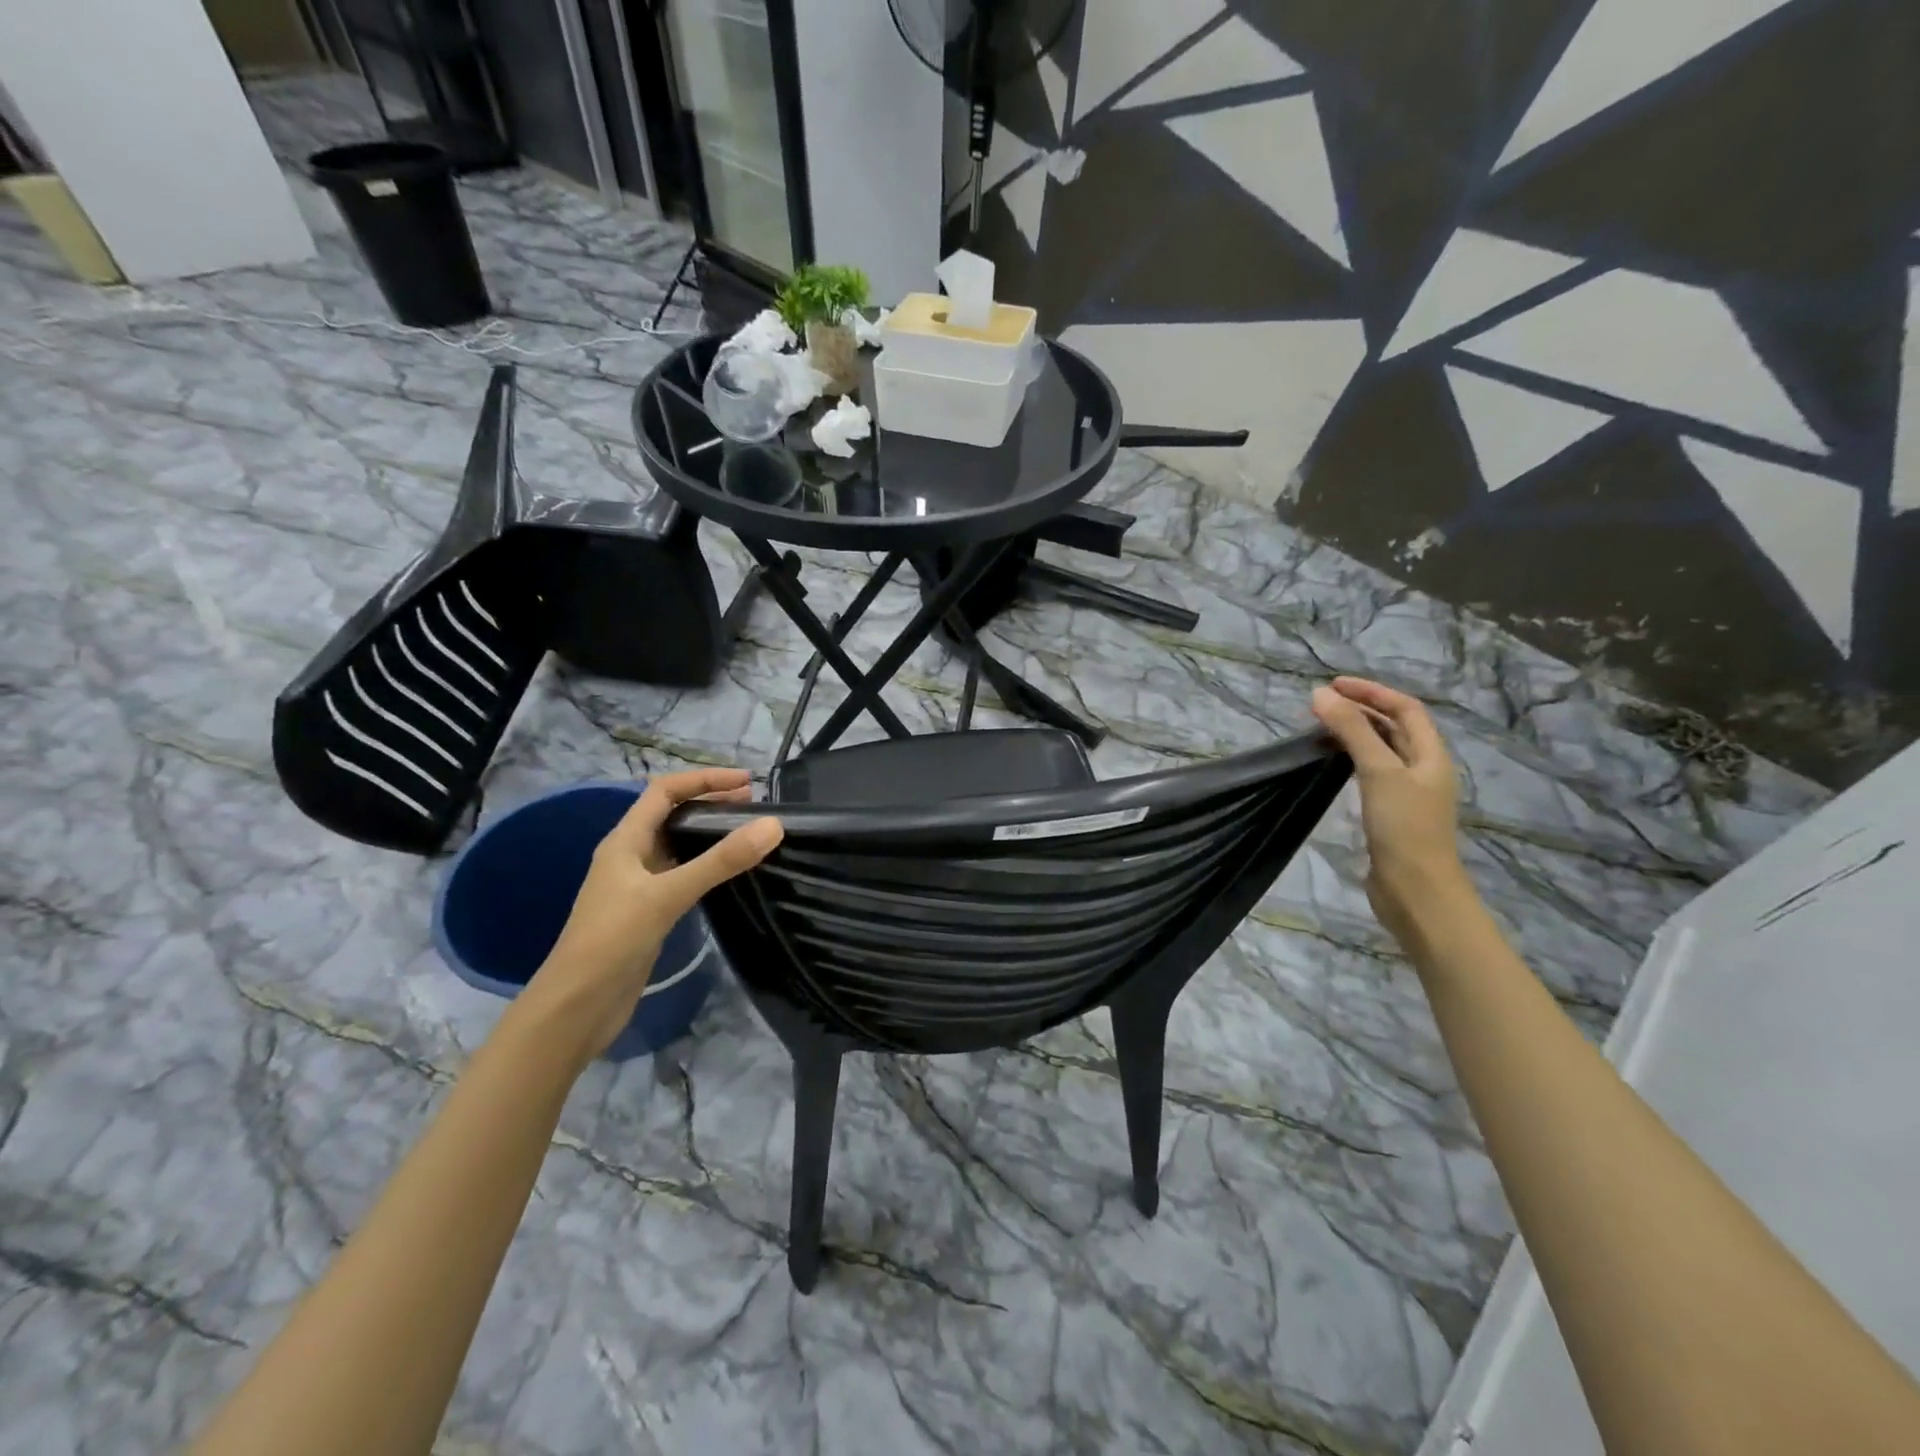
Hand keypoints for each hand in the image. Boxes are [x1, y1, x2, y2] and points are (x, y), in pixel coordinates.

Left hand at [520, 769, 782, 1059]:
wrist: (576, 1007)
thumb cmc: (613, 940)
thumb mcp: (668, 895)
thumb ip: (720, 861)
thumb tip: (773, 825)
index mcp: (625, 840)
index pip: (665, 791)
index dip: (704, 779)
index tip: (747, 782)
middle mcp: (630, 856)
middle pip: (672, 814)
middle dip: (711, 802)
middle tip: (755, 805)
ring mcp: (638, 885)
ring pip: (678, 845)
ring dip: (710, 833)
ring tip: (749, 833)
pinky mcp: (648, 912)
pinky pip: (682, 874)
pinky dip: (706, 864)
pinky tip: (728, 874)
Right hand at [1310, 677, 1474, 948]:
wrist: (1416, 892)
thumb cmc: (1404, 828)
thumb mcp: (1378, 772)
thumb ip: (1352, 731)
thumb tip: (1320, 694)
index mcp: (1431, 755)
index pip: (1405, 708)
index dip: (1372, 692)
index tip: (1333, 685)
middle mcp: (1423, 770)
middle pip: (1395, 728)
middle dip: (1361, 710)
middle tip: (1321, 705)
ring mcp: (1407, 794)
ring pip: (1381, 751)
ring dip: (1355, 734)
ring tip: (1321, 728)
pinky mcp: (1390, 815)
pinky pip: (1370, 774)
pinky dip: (1351, 760)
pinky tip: (1331, 765)